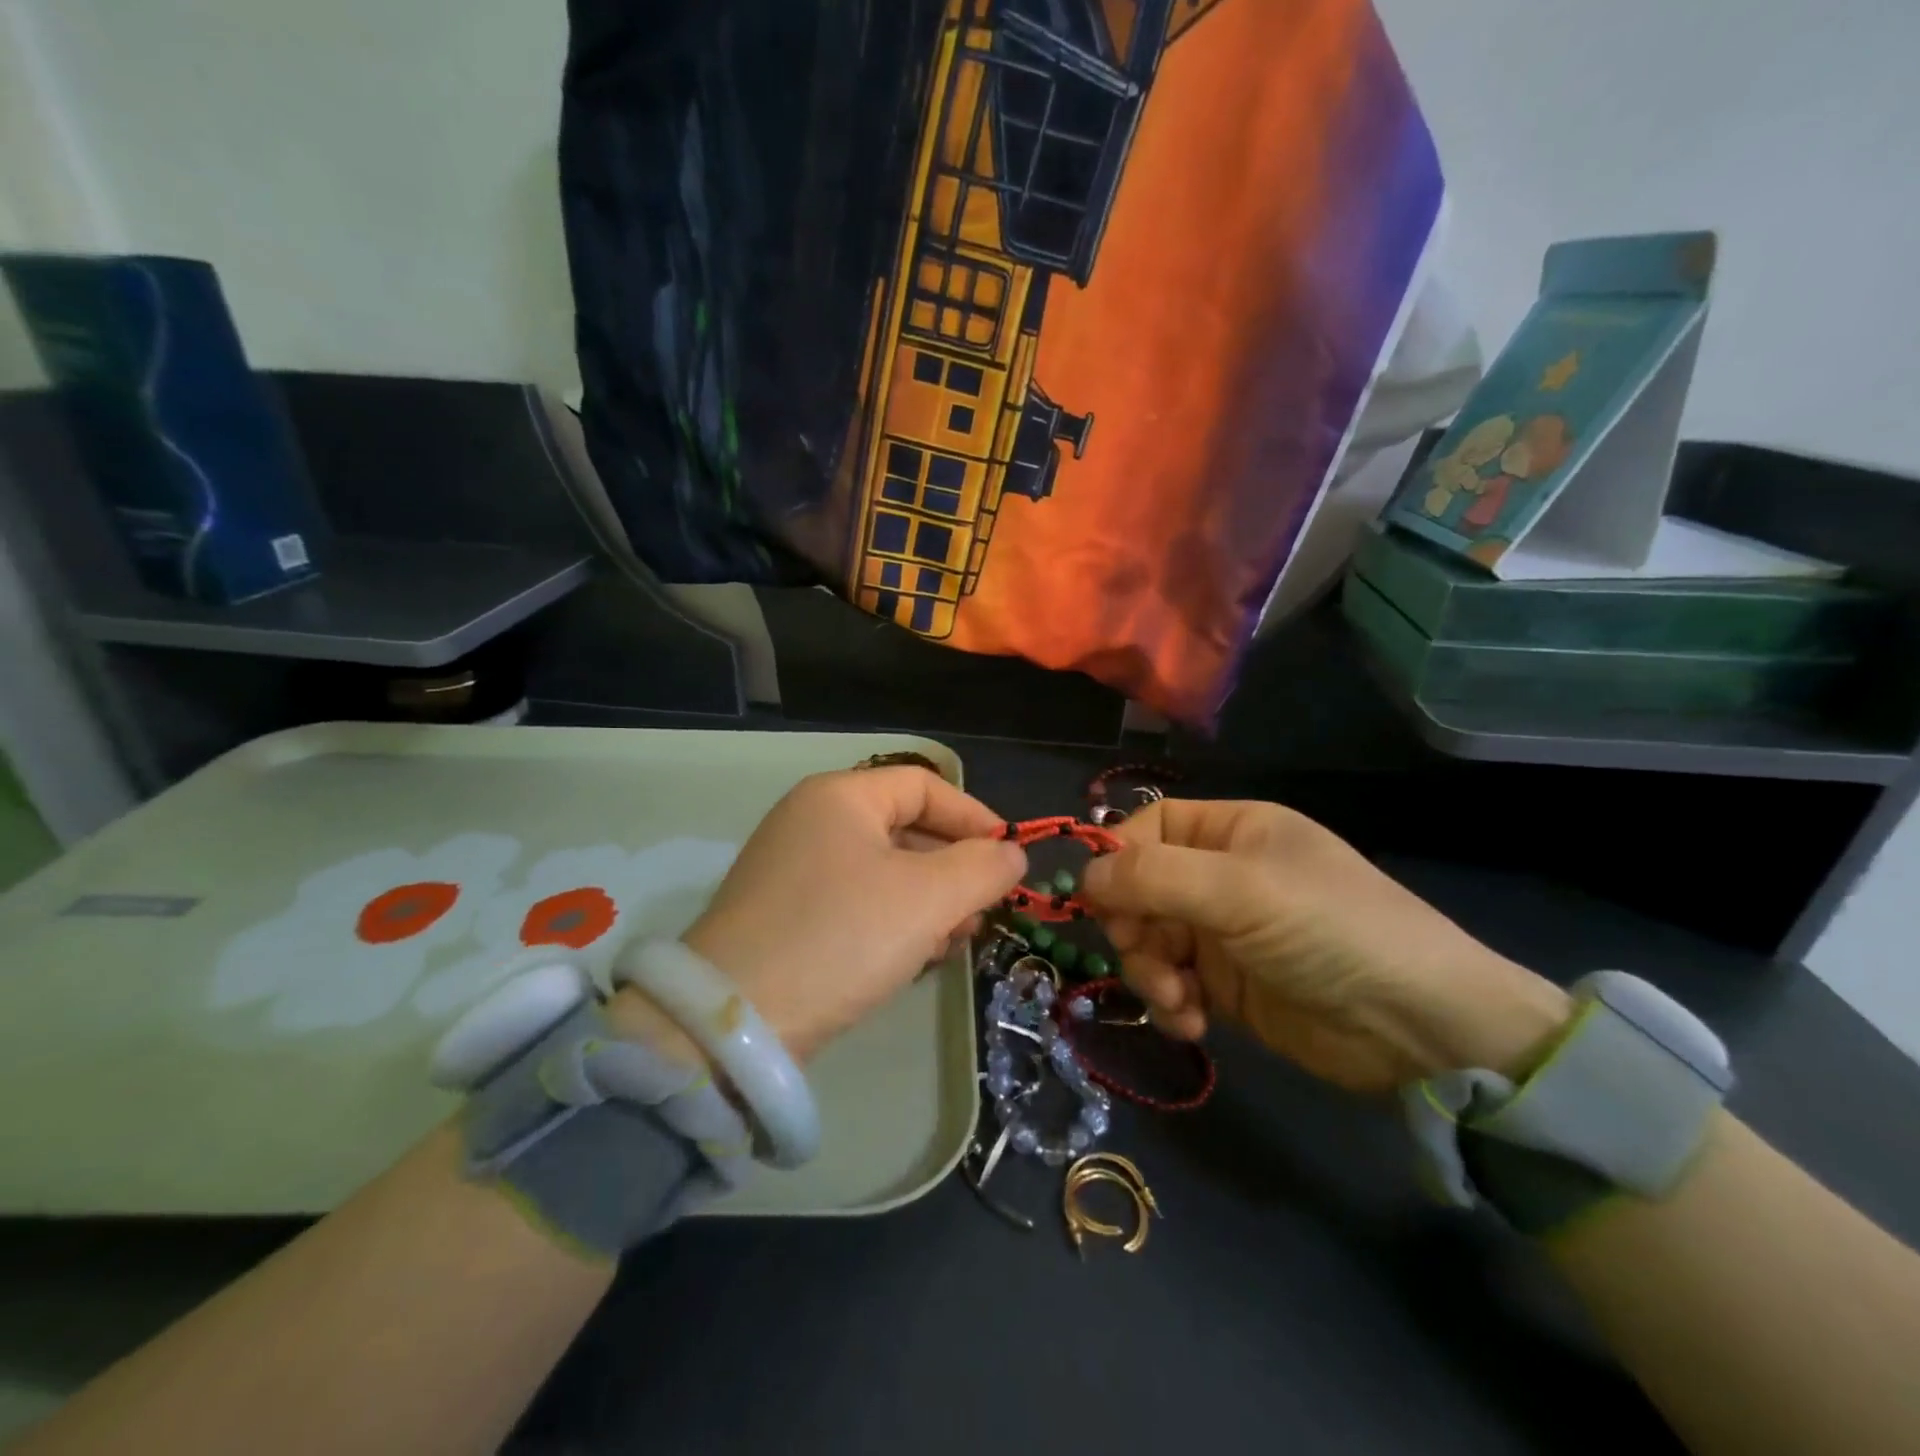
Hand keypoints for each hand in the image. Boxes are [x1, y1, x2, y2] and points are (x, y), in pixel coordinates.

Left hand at [615, 767, 1023, 1062]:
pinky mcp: (786, 914)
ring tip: (950, 942)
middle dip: (953, 869)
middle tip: (980, 913)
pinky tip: (912, 958)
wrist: (735, 1023)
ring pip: (883, 871)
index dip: (974, 817)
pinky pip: (856, 902)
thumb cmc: (842, 937)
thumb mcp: (927, 899)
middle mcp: (812, 821)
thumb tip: (1011, 854)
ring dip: (928, 902)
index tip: (1008, 859)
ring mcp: (793, 869)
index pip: (924, 785)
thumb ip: (982, 868)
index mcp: (840, 796)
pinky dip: (892, 921)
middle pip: (905, 829)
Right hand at [1080, 799, 1569, 1093]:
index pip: (1147, 829)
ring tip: (1178, 1002)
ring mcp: (1223, 932)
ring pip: (1149, 939)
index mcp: (1230, 830)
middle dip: (1134, 928)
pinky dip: (1172, 1003)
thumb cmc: (1329, 931)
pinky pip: (1173, 983)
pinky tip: (1193, 1023)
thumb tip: (1082, 876)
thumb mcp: (1240, 891)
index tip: (1101, 903)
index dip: (1118, 860)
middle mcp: (1221, 874)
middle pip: (1140, 888)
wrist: (1422, 1029)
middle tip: (1145, 958)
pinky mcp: (1228, 986)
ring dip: (1150, 971)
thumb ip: (1153, 877)